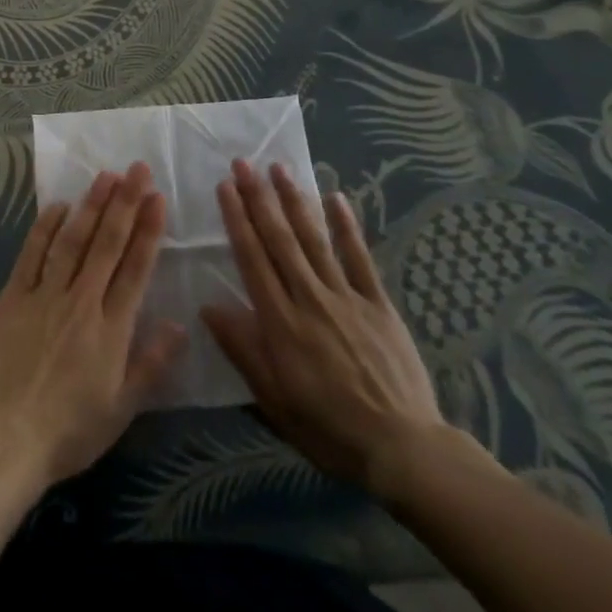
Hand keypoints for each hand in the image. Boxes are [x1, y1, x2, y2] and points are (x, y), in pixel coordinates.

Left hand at [0, 163, 185, 488]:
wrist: (5, 439)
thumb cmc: (68, 431)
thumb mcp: (120, 409)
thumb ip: (150, 364)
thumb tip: (179, 324)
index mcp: (111, 329)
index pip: (135, 269)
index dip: (148, 231)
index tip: (157, 198)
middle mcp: (81, 302)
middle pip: (107, 244)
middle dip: (125, 203)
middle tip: (137, 169)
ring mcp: (45, 295)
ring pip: (72, 240)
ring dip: (91, 205)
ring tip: (106, 176)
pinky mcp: (13, 296)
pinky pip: (32, 254)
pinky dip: (46, 227)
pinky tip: (58, 205)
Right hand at [202, 160, 446, 496]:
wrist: (403, 449)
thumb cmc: (329, 428)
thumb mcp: (274, 400)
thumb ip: (243, 349)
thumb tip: (208, 307)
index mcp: (281, 321)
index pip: (252, 258)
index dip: (237, 219)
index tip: (225, 186)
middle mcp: (309, 298)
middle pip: (279, 239)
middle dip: (259, 198)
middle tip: (244, 162)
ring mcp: (346, 297)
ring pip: (314, 239)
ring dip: (294, 200)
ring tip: (279, 168)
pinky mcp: (378, 303)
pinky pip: (360, 258)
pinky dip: (347, 227)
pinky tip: (336, 197)